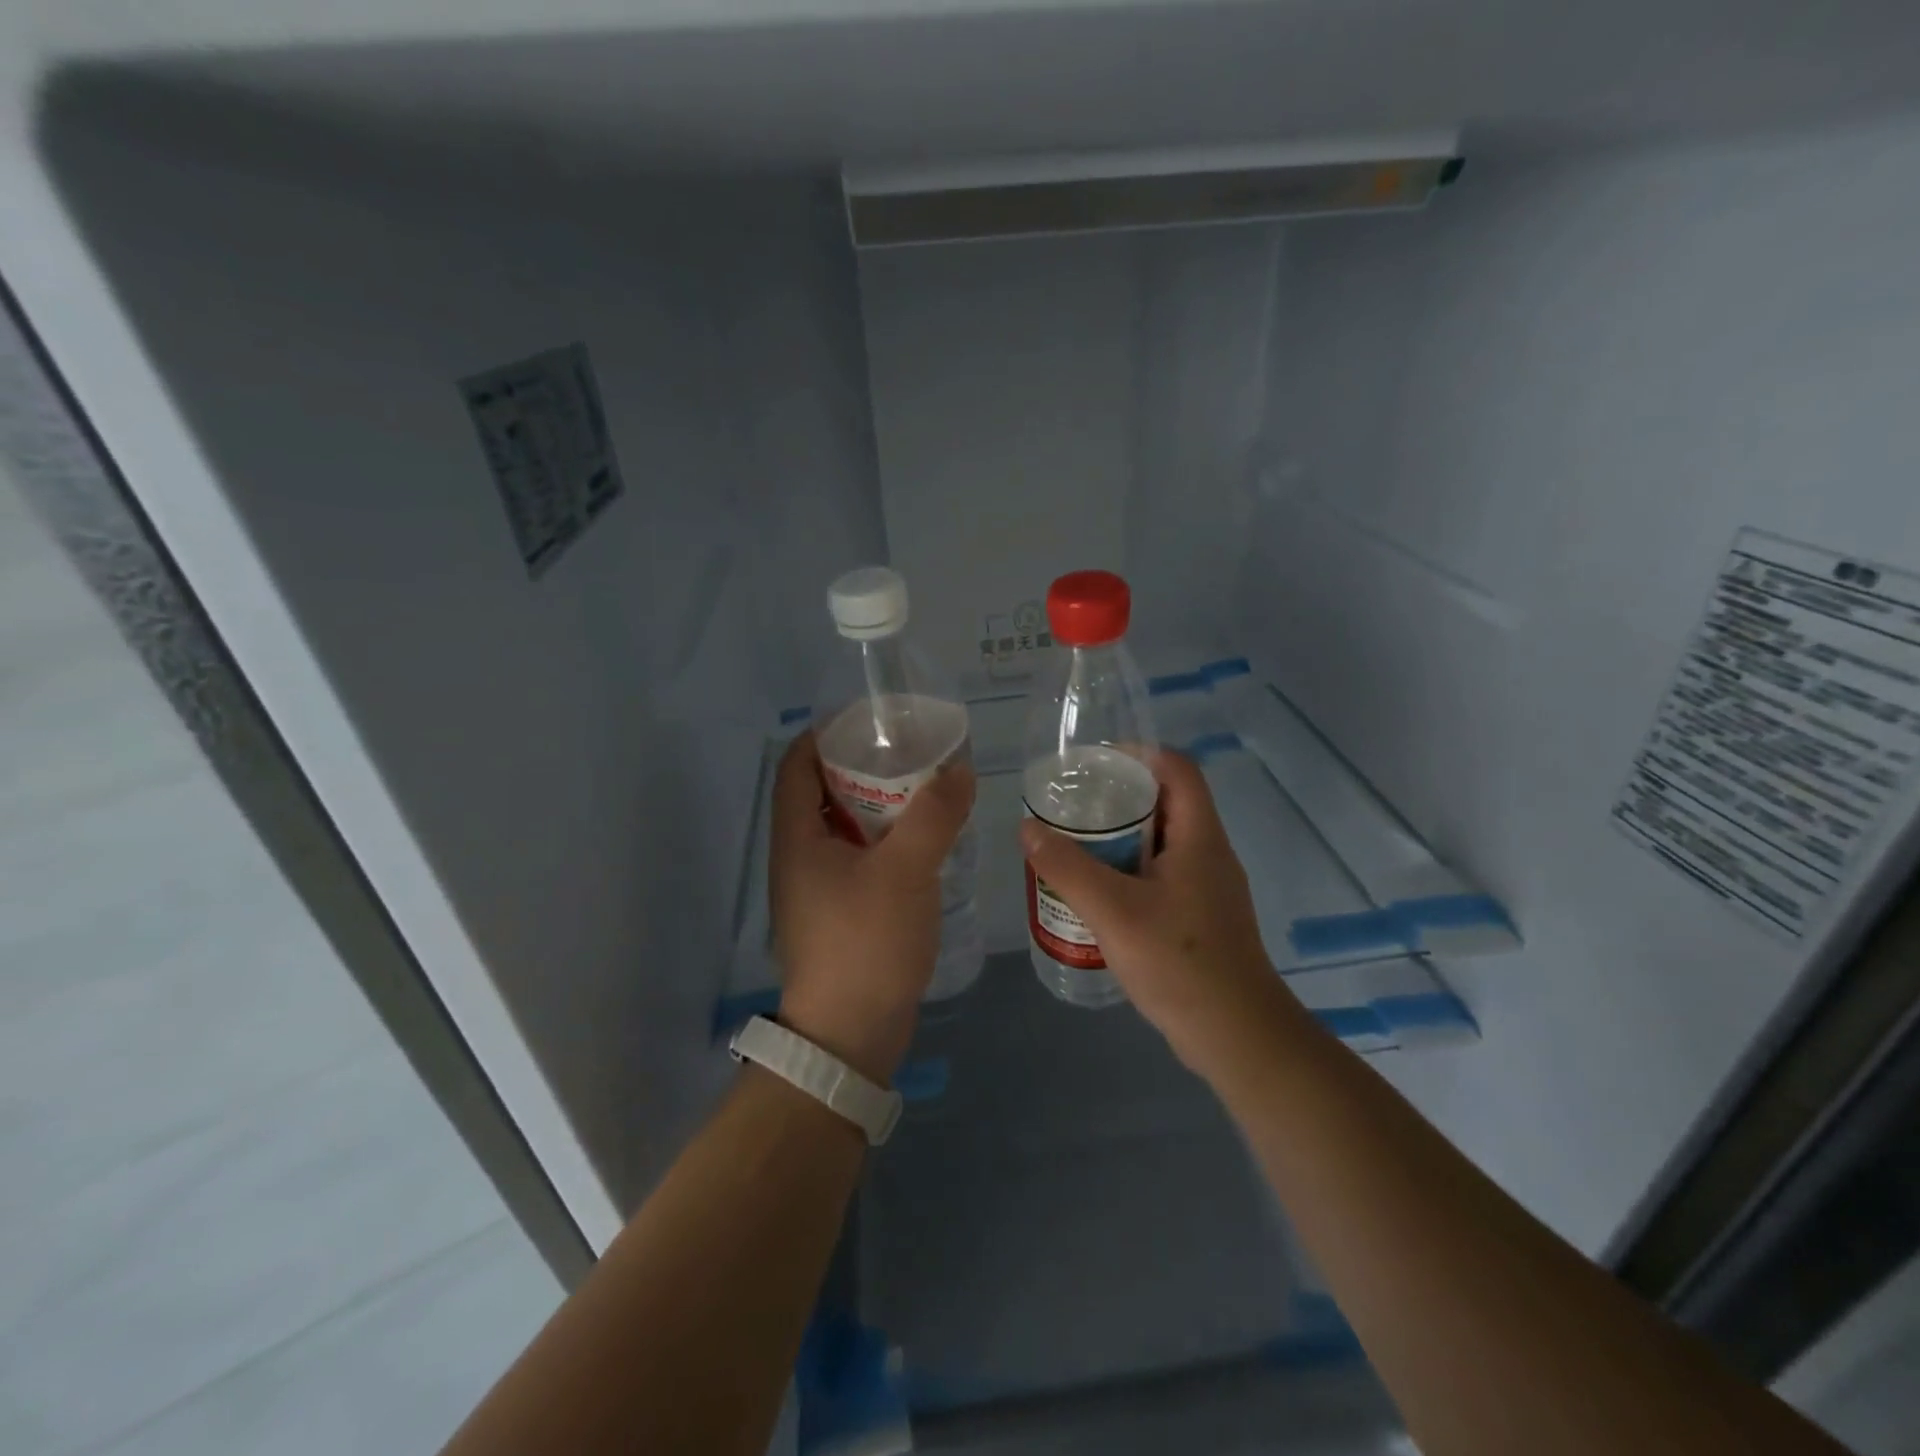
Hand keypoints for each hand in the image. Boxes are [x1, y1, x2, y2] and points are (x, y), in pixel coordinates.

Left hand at [769, 732, 974, 1084]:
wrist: (850, 1036)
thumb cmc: (866, 943)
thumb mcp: (905, 870)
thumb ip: (934, 815)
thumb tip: (959, 770)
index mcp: (797, 837)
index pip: (796, 765)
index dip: (825, 735)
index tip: (868, 721)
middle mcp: (799, 857)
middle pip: (822, 793)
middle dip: (861, 767)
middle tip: (909, 753)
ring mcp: (817, 889)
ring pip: (844, 829)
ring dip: (878, 806)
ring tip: (924, 791)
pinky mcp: (839, 914)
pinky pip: (859, 860)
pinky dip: (885, 842)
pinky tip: (922, 844)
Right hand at [1018, 751, 1292, 1074]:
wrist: (1236, 1035)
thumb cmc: (1179, 962)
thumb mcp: (1113, 911)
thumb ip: (1067, 867)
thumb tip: (1028, 827)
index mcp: (1200, 837)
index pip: (1177, 769)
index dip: (1139, 754)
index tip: (1094, 764)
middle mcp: (1209, 853)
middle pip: (1167, 803)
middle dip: (1119, 798)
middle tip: (1073, 807)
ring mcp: (1207, 888)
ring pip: (1162, 843)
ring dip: (1121, 839)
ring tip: (1076, 846)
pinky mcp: (1200, 917)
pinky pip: (1162, 876)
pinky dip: (1129, 872)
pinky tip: (1098, 895)